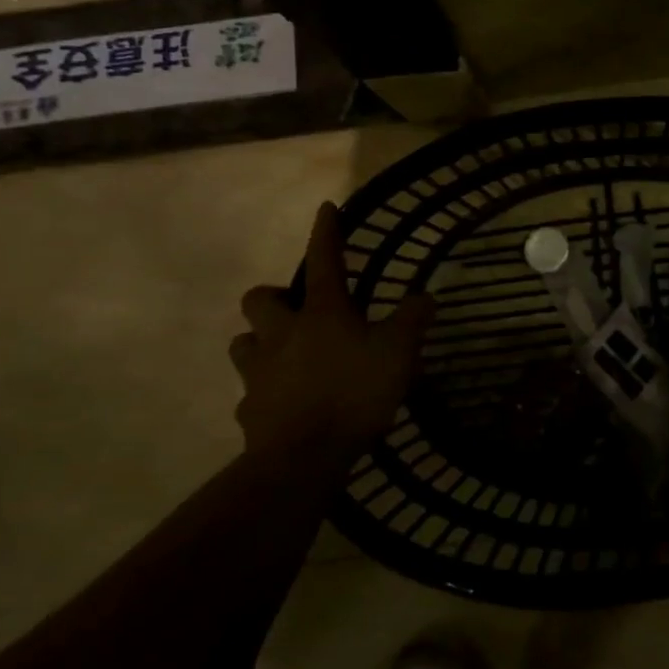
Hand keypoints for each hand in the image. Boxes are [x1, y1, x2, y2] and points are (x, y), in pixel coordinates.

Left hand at [229, 202, 435, 455]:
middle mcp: (283, 333)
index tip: (325, 208)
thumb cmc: (354, 393)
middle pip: (258, 300)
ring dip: (260, 341)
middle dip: (273, 298)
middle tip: (297, 310)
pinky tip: (283, 403)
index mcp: (322, 313)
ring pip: (243, 342)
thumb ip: (413, 320)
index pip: (324, 260)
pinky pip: (250, 392)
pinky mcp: (249, 411)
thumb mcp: (399, 352)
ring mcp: (259, 372)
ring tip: (284, 353)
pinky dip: (264, 391)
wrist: (302, 459)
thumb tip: (425, 296)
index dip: (326, 232)